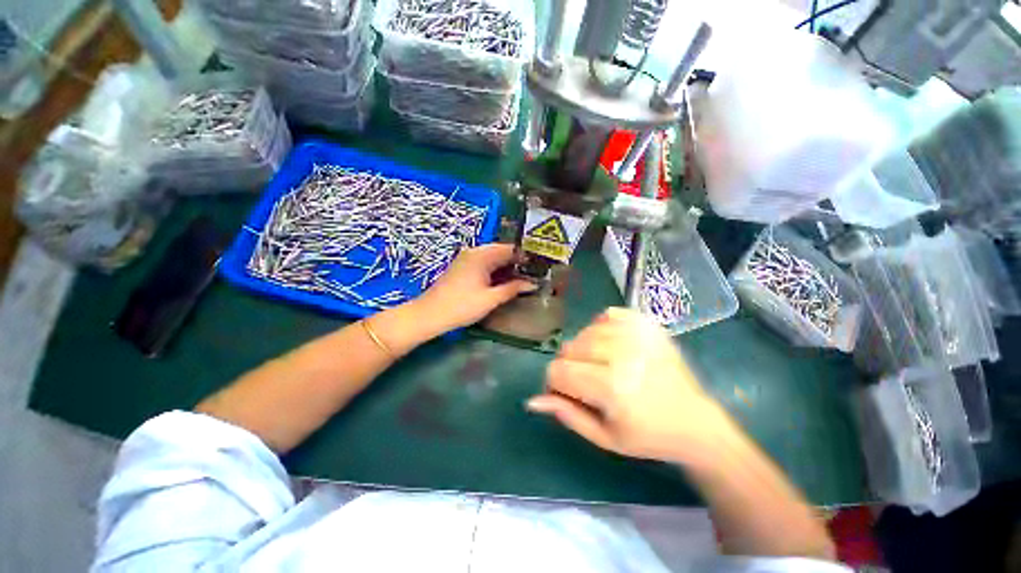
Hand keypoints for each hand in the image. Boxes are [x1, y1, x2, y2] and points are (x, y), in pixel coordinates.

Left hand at [415, 243, 535, 333]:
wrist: (430, 314)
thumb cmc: (462, 306)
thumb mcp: (491, 299)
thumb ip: (513, 289)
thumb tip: (533, 284)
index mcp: (482, 255)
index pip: (509, 249)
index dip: (525, 256)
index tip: (538, 265)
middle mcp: (474, 252)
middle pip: (501, 251)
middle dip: (517, 261)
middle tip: (532, 273)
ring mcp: (466, 259)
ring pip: (492, 258)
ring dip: (506, 266)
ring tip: (522, 277)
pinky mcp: (462, 267)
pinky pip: (484, 263)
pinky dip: (495, 270)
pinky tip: (504, 280)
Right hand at [527, 307, 731, 462]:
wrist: (696, 422)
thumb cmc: (648, 436)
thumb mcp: (604, 437)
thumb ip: (566, 414)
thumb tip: (533, 400)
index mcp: (612, 385)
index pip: (558, 371)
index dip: (555, 384)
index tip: (566, 394)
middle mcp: (622, 353)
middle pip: (569, 348)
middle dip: (569, 366)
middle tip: (586, 382)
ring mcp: (636, 333)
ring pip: (584, 332)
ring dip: (584, 349)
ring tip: (600, 365)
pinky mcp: (647, 323)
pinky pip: (608, 314)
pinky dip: (602, 328)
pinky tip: (612, 345)